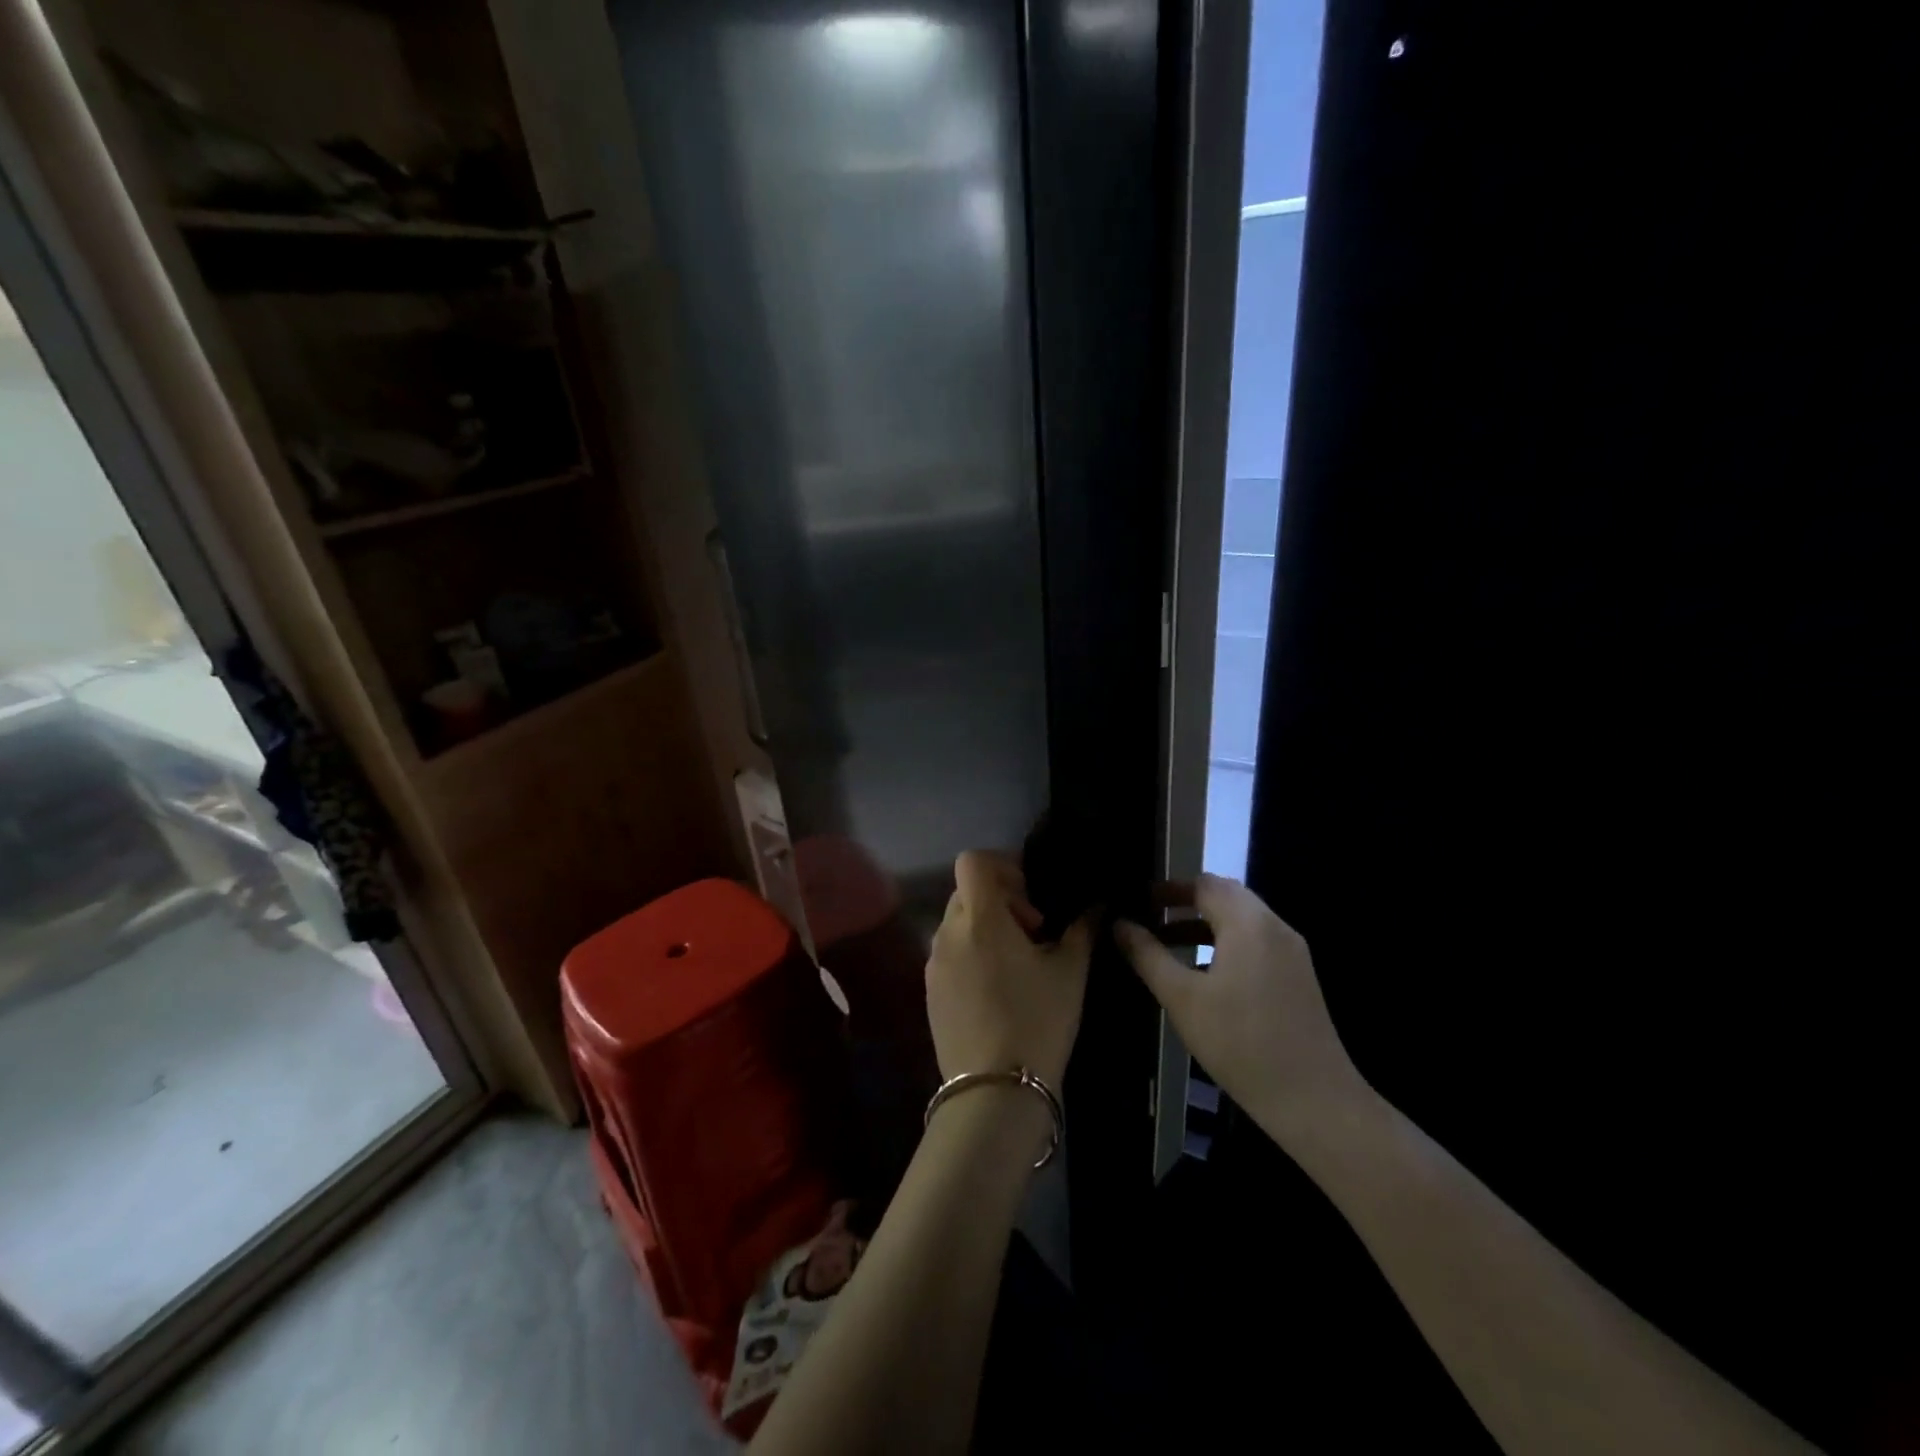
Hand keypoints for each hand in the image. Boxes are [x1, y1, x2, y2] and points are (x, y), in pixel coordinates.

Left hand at [925, 851, 1092, 1089]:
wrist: (995, 1091)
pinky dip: (971, 956)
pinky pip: (949, 955)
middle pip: (966, 892)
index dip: (1001, 866)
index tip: (1030, 895)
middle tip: (1033, 932)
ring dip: (985, 929)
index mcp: (979, 918)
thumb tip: (1097, 904)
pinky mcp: (929, 992)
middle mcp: (947, 932)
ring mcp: (933, 964)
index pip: (972, 861)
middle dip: (999, 900)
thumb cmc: (1038, 1020)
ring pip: (957, 924)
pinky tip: (997, 992)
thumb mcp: (1070, 972)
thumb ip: (1082, 929)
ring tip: (1017, 965)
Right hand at [1115, 875, 1368, 1148]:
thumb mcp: (1182, 998)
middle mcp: (1274, 927)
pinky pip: (1255, 942)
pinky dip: (1224, 943)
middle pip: (1225, 896)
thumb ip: (1147, 955)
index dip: (1168, 889)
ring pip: (1241, 920)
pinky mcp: (1298, 976)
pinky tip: (1202, 972)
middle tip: (1149, 917)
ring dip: (1203, 924)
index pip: (1204, 884)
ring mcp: (1291, 952)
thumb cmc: (1241, 1043)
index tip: (1137, 901)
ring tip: (1166, 944)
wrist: (1314, 1101)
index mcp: (1248, 923)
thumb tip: (1119, 923)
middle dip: (1185, 903)